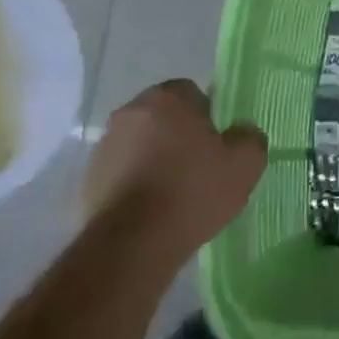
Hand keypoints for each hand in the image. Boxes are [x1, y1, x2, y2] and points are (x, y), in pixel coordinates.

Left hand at [82, 80, 266, 255]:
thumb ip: (250, 137)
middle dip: (178, 136)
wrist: (132, 245)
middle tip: (199, 168)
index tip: (216, 146)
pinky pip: (122, 172)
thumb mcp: (245, 164)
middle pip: (163, 117)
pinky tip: (151, 211)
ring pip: (140, 144)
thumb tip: (242, 133)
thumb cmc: (192, 191)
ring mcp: (104, 145)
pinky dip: (135, 184)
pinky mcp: (88, 180)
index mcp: (167, 97)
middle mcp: (130, 111)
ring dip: (154, 160)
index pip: (192, 93)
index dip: (208, 117)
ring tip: (173, 195)